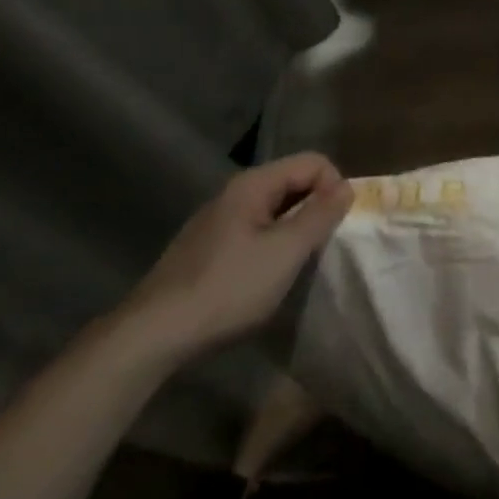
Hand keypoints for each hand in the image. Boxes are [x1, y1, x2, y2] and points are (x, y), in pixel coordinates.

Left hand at [114, 153, 351, 367]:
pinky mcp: (207, 248)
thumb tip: (346, 187)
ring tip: (297, 264)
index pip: (314, 162)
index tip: (334, 227)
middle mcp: (234, 192)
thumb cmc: (227, 288)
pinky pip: (255, 230)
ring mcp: (217, 220)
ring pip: (275, 209)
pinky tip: (265, 277)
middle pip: (293, 182)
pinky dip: (272, 245)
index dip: (333, 188)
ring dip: (295, 229)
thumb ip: (320, 215)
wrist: (151, 336)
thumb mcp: (285, 252)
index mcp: (253, 184)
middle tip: (321, 247)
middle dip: (316, 208)